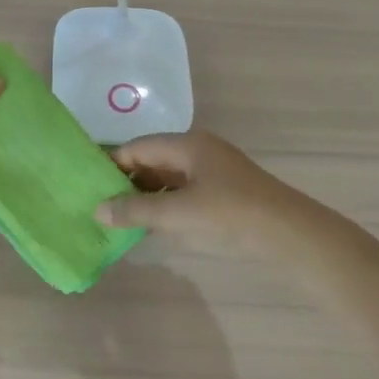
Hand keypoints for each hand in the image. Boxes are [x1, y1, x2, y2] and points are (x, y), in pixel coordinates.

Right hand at [96, 132, 303, 248]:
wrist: (290, 233)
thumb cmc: (231, 214)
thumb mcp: (179, 213)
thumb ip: (136, 211)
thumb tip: (98, 209)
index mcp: (188, 145)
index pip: (138, 147)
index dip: (112, 164)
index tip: (88, 185)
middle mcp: (198, 151)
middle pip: (152, 160)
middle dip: (126, 181)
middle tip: (99, 204)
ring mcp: (213, 171)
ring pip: (168, 178)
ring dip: (145, 195)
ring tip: (118, 217)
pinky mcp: (223, 192)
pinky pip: (183, 191)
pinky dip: (164, 204)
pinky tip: (151, 224)